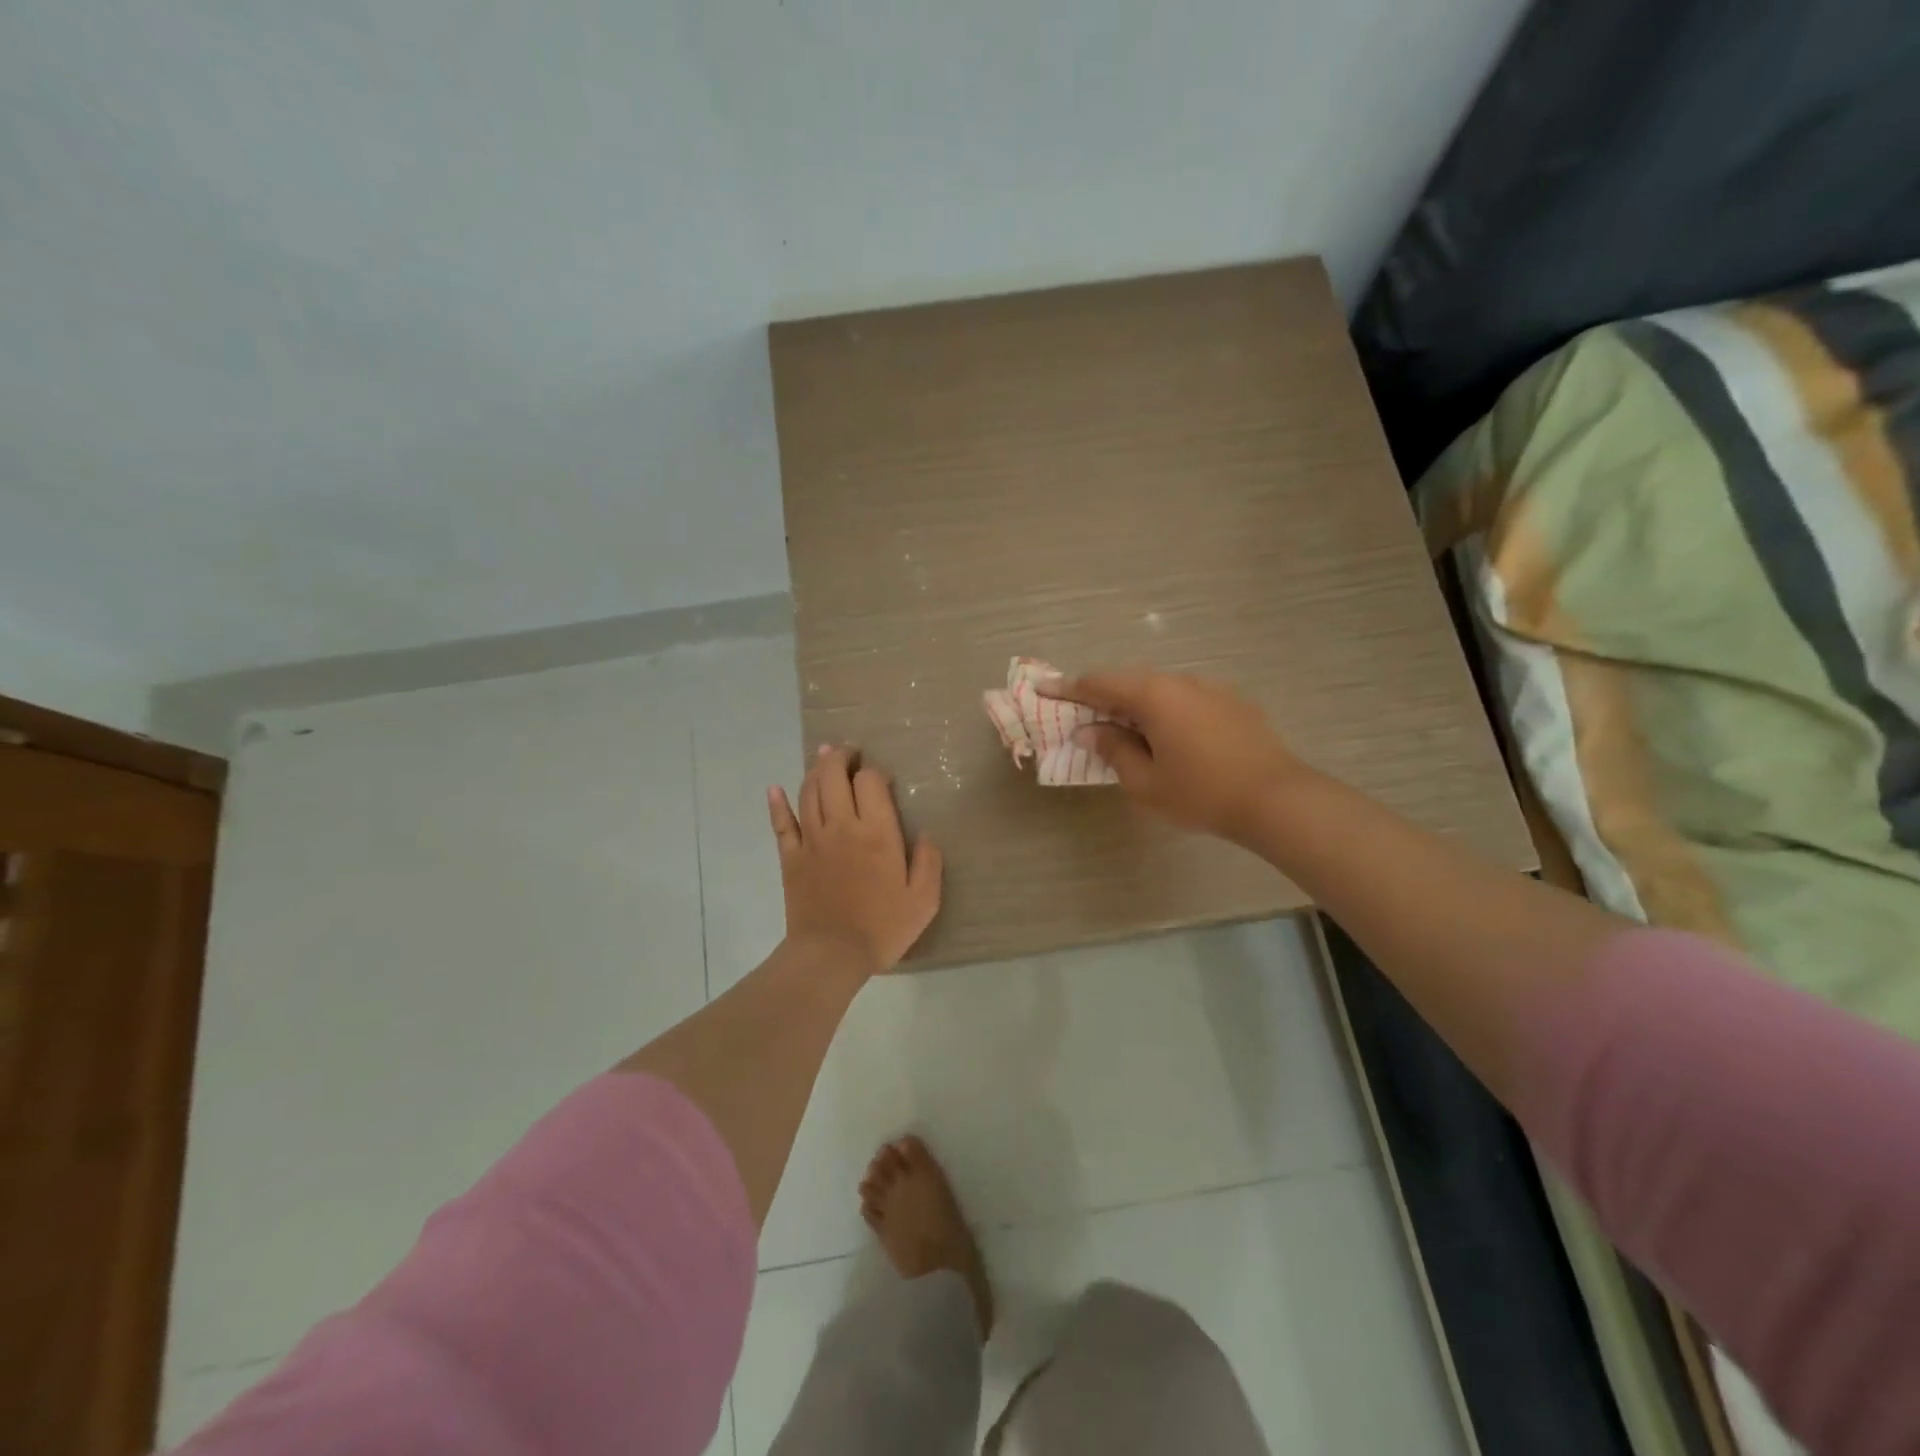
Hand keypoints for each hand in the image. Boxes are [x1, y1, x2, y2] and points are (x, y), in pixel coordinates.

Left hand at [768, 745, 942, 976]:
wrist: (831, 955)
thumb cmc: (882, 928)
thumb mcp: (923, 900)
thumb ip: (929, 863)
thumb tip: (926, 835)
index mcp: (877, 832)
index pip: (870, 781)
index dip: (875, 772)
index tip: (883, 779)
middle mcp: (842, 826)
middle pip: (833, 775)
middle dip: (840, 757)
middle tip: (849, 753)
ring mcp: (812, 840)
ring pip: (808, 791)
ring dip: (815, 770)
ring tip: (823, 758)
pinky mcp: (791, 857)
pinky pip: (781, 823)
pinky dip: (777, 803)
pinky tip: (774, 789)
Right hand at [1043, 670, 1303, 844]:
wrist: (1276, 798)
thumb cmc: (1201, 792)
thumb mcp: (1145, 782)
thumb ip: (1113, 751)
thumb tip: (1091, 732)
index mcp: (1154, 695)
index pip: (1099, 684)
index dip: (1068, 688)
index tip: (1044, 688)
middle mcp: (1181, 681)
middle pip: (1130, 682)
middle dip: (1104, 697)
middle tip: (1085, 719)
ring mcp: (1211, 688)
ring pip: (1161, 689)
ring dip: (1138, 705)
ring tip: (1128, 733)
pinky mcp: (1233, 701)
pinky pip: (1186, 699)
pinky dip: (1167, 711)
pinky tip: (1171, 738)